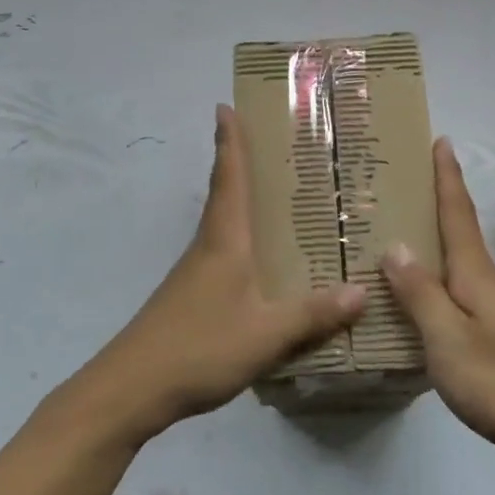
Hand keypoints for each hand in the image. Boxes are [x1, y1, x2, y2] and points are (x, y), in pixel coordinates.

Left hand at [74, 105, 366, 443]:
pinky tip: (264, 262)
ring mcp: (196, 272)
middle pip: (225, 193)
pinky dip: (244, 241)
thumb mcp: (266, 333)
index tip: (224, 105)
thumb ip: (313, 314)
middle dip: (240, 163)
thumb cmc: (199, 346)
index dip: (228, 141)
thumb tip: (363, 290)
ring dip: (243, 201)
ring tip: (280, 197)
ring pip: (224, 224)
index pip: (228, 177)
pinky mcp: (191, 297)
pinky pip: (225, 254)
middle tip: (272, 144)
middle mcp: (209, 246)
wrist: (131, 388)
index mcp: (225, 240)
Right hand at [382, 139, 494, 471]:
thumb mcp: (449, 339)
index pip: (456, 213)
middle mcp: (488, 281)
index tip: (441, 140)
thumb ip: (420, 294)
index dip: (447, 177)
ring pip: (460, 263)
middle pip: (459, 232)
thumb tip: (396, 245)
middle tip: (407, 181)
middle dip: (439, 201)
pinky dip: (441, 278)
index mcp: (474, 274)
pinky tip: (426, 296)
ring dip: (438, 240)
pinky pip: (462, 291)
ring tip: (405, 233)